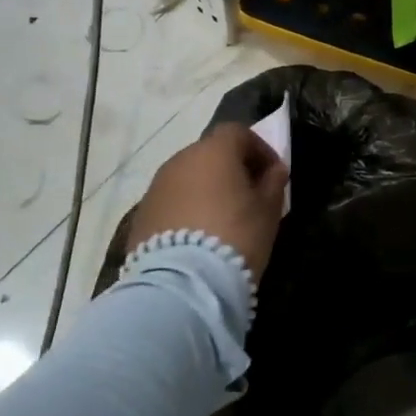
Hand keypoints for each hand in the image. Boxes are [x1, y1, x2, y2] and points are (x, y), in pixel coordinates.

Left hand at [127, 125, 288, 279]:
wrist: (183, 282)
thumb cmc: (236, 235)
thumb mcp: (267, 210)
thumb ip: (273, 183)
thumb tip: (274, 170)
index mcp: (214, 151)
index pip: (238, 133)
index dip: (259, 149)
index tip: (272, 174)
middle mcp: (180, 160)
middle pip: (210, 154)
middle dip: (230, 169)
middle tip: (248, 197)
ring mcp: (156, 187)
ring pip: (188, 178)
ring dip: (206, 189)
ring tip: (221, 219)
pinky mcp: (141, 214)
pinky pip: (172, 202)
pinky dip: (186, 209)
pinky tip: (197, 236)